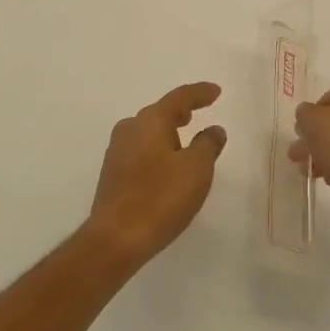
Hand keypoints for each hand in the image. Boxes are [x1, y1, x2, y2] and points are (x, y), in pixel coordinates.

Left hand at [86, 83, 227, 267]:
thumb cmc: (160, 197)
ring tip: (185, 140)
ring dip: (168, 133)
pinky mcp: (113, 174)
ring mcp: (117, 152)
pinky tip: (167, 166)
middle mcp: (130, 129)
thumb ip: (208, 144)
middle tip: (198, 112)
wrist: (116, 238)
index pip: (179, 98)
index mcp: (150, 121)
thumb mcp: (196, 169)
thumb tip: (214, 129)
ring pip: (148, 132)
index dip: (200, 93)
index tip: (216, 92)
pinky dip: (158, 151)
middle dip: (180, 112)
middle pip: (160, 113)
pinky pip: (141, 151)